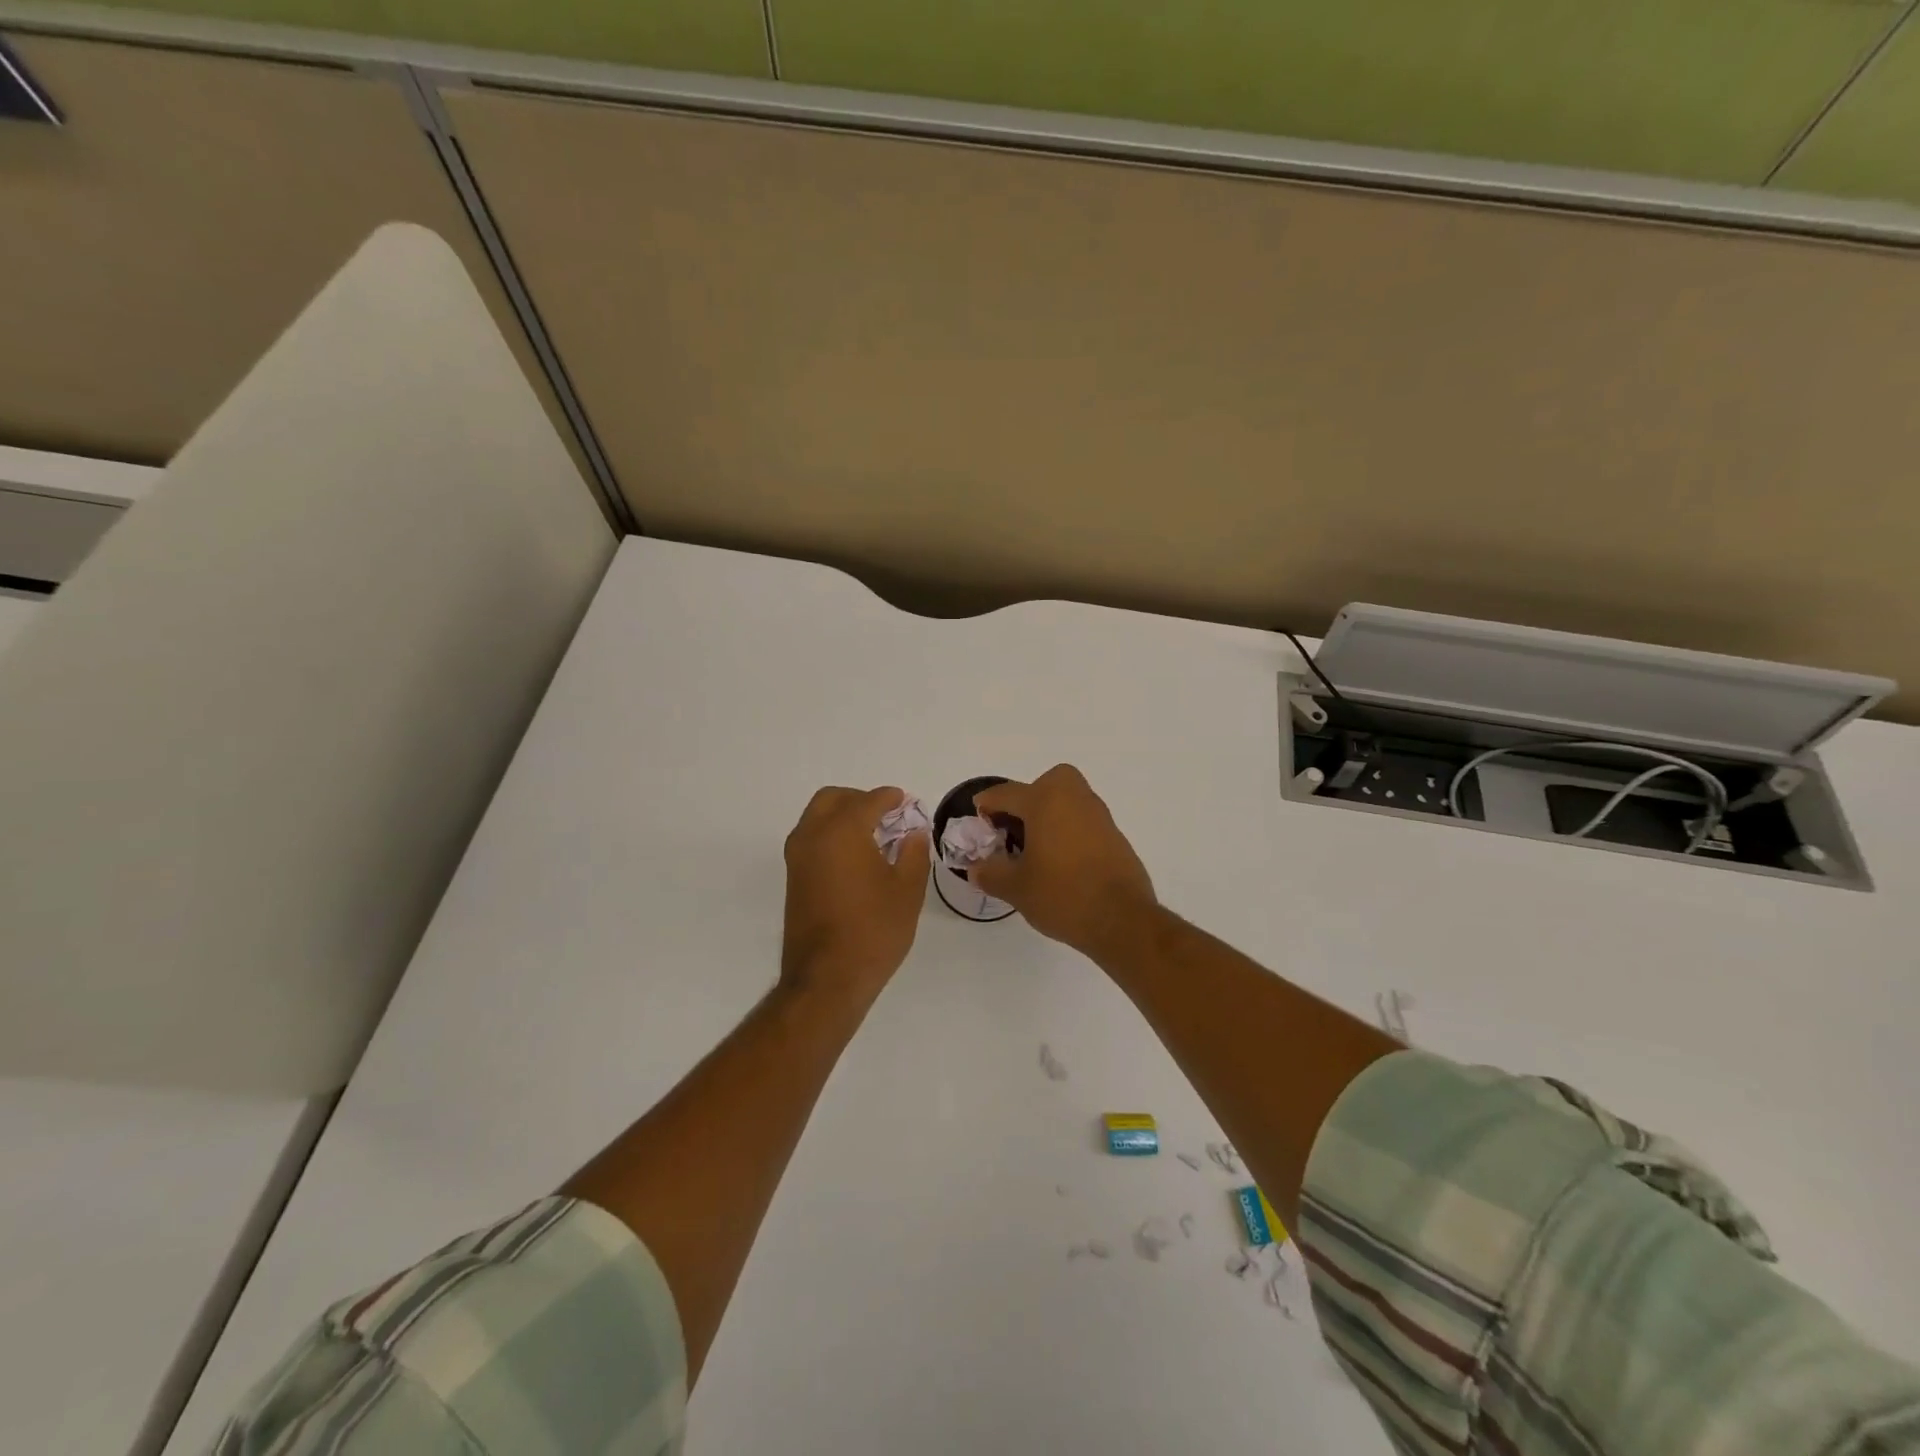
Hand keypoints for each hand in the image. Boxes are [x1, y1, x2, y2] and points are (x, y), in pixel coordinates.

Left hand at [781, 786, 929, 1005]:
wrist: (827, 979)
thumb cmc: (873, 931)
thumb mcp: (907, 890)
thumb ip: (913, 853)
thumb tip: (913, 833)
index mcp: (842, 831)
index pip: (868, 801)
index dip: (890, 798)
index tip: (905, 801)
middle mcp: (813, 836)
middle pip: (833, 799)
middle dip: (859, 800)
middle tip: (886, 814)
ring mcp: (797, 858)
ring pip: (816, 817)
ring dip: (842, 816)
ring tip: (873, 836)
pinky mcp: (793, 879)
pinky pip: (811, 839)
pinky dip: (831, 835)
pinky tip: (855, 857)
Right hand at [971, 765, 1156, 958]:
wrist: (1122, 920)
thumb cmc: (1062, 895)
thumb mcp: (1016, 888)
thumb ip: (990, 873)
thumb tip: (976, 868)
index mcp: (1045, 801)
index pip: (1007, 793)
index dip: (987, 804)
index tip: (978, 818)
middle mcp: (1074, 799)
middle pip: (1048, 783)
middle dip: (1029, 798)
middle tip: (1016, 827)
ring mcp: (1099, 817)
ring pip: (1069, 800)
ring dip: (1050, 814)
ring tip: (1035, 848)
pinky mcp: (1115, 837)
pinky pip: (1084, 821)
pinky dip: (1069, 831)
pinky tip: (1061, 862)